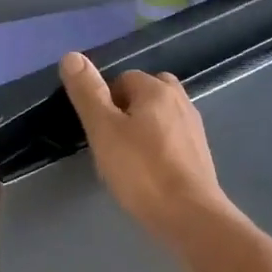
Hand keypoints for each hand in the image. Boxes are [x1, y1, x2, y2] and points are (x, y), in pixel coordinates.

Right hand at [59, 52, 234, 248]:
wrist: (189, 215)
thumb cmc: (141, 171)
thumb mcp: (103, 130)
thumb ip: (87, 93)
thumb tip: (72, 55)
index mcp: (156, 90)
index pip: (123, 78)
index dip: (105, 100)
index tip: (97, 130)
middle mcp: (180, 101)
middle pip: (147, 93)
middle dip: (127, 109)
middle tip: (111, 141)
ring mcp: (194, 129)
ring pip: (161, 116)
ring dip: (144, 128)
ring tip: (127, 157)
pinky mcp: (199, 155)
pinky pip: (172, 139)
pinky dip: (158, 147)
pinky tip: (148, 172)